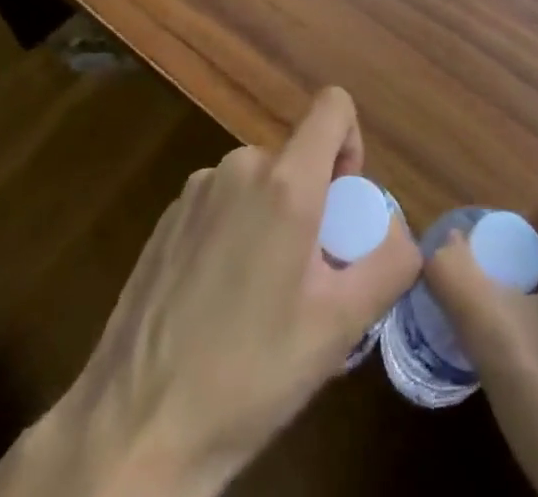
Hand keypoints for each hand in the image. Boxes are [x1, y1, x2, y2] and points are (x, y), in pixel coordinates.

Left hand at [0, 88, 419, 496]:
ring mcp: (195, 191)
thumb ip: (389, 265)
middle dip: (313, 204)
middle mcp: (239, 168)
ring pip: (259, 185)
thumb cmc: (248, 375)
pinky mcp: (165, 219)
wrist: (133, 430)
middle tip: (306, 280)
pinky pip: (222, 205)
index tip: (344, 206)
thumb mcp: (338, 329)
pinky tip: (217, 304)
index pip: (333, 106)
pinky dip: (234, 234)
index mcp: (285, 182)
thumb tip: (404, 234)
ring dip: (273, 222)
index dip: (351, 143)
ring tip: (259, 301)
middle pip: (297, 159)